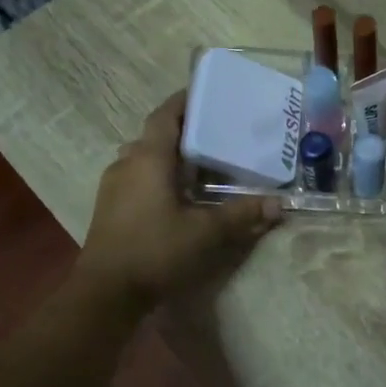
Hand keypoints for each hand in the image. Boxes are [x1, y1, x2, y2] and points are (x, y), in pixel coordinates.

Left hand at [78, 91, 279, 306]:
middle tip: (216, 131)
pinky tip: (179, 193)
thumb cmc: (156, 251)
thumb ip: (242, 214)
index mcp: (149, 158)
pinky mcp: (110, 207)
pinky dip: (159, 175)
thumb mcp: (207, 232)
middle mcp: (127, 163)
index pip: (166, 115)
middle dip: (184, 130)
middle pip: (156, 135)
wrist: (105, 293)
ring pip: (145, 157)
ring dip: (170, 155)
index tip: (208, 92)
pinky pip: (138, 177)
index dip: (185, 100)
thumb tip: (280, 204)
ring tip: (202, 161)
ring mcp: (114, 186)